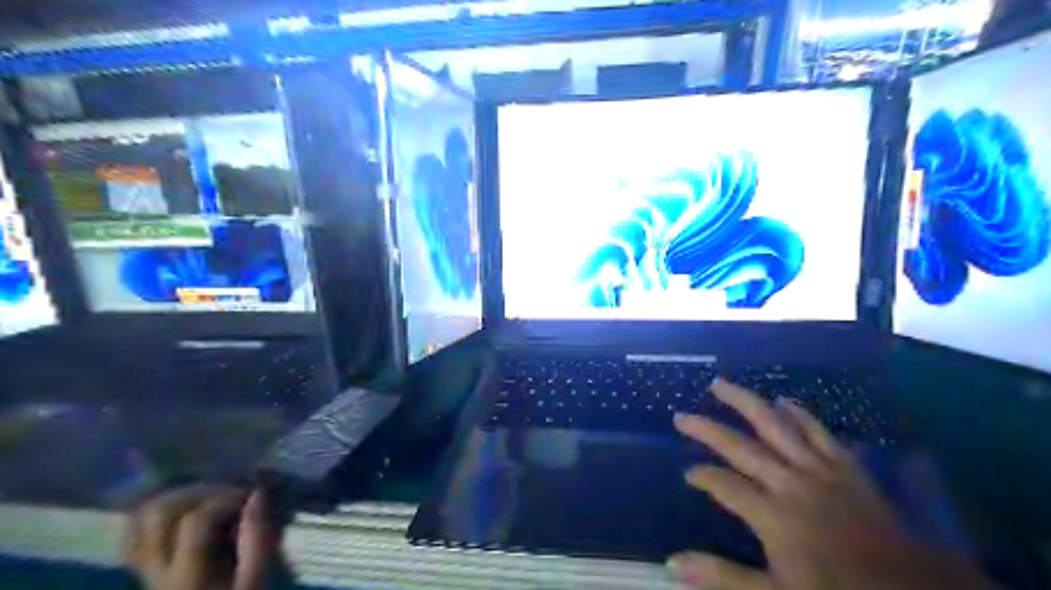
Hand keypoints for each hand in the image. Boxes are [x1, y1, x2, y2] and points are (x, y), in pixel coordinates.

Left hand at [128, 485, 280, 589]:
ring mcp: (144, 572)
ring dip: (174, 499)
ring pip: (139, 522)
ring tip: (208, 496)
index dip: (227, 497)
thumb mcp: (255, 582)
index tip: (253, 492)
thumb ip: (257, 539)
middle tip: (229, 491)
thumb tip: (257, 494)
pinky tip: (184, 511)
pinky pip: (135, 536)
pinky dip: (157, 516)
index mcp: (187, 576)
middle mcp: (156, 571)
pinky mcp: (145, 572)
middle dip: (197, 492)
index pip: (196, 520)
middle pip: (158, 514)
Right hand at [669, 380, 995, 587]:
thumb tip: (670, 562)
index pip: (723, 485)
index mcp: (772, 514)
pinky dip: (800, 414)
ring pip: (775, 425)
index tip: (688, 474)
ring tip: (721, 385)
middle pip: (740, 446)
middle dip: (707, 429)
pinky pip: (819, 431)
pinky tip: (784, 401)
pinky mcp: (847, 467)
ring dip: (746, 403)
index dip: (702, 477)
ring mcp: (819, 470)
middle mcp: (789, 482)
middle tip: (681, 416)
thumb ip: (723, 575)